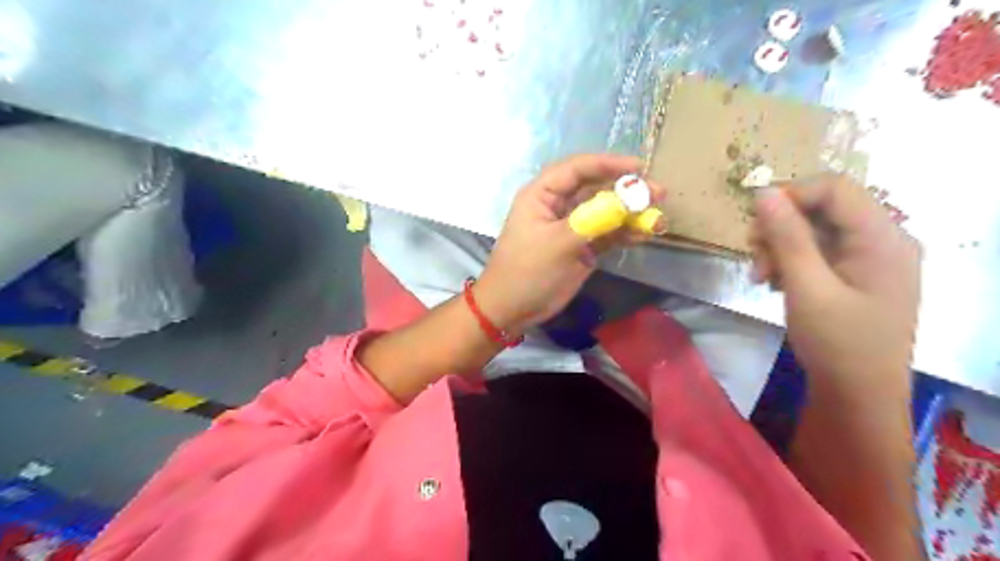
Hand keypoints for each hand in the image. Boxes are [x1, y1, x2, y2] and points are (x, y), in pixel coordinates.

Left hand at [475, 154, 662, 332]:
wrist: (513, 309)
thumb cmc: (527, 271)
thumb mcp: (559, 243)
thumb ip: (594, 220)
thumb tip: (630, 199)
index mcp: (542, 195)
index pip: (577, 169)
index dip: (608, 164)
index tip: (639, 168)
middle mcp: (558, 206)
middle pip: (596, 188)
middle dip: (626, 190)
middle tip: (658, 194)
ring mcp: (572, 227)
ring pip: (605, 212)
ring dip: (630, 214)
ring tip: (658, 218)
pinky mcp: (582, 248)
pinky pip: (607, 234)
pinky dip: (625, 233)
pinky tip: (644, 234)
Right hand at [750, 176, 919, 397]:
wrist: (858, 395)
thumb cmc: (837, 343)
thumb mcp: (806, 287)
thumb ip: (787, 237)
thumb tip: (763, 192)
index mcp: (883, 238)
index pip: (834, 188)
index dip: (790, 196)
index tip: (754, 223)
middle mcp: (882, 240)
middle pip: (822, 209)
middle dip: (780, 228)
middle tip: (753, 257)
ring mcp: (870, 258)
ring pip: (814, 231)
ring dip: (780, 247)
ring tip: (760, 277)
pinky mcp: (856, 275)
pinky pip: (818, 252)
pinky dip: (790, 262)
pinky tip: (774, 283)